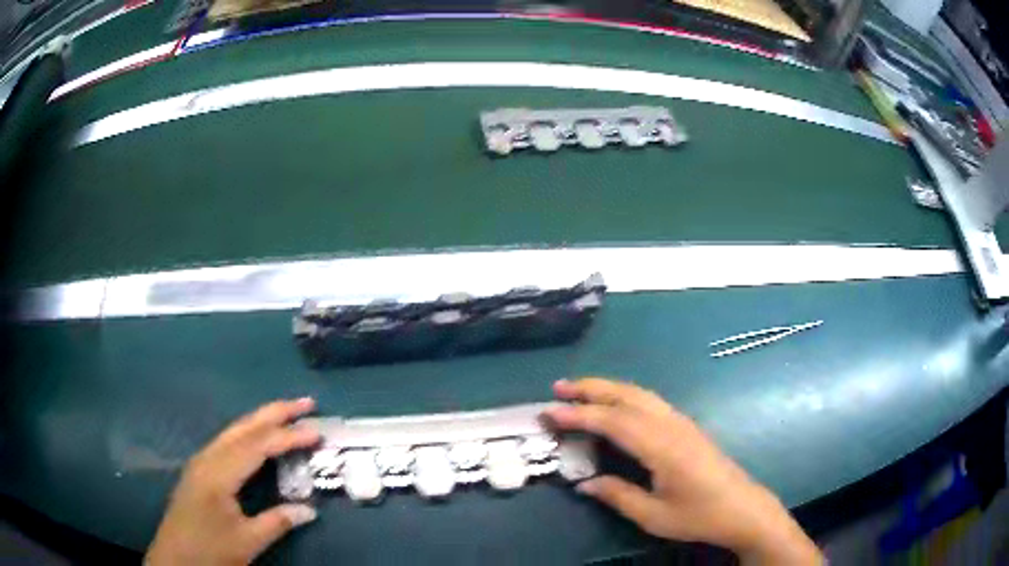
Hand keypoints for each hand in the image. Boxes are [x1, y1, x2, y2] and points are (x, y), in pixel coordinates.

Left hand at [146, 398, 321, 565]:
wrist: (176, 559)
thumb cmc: (210, 549)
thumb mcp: (247, 541)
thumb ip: (278, 522)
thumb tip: (311, 510)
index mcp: (218, 473)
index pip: (257, 446)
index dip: (288, 437)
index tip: (316, 431)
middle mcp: (207, 459)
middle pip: (243, 428)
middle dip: (274, 413)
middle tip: (305, 402)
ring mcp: (201, 463)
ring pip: (233, 432)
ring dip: (261, 420)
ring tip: (287, 414)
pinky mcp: (200, 471)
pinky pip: (227, 443)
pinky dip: (249, 435)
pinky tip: (258, 439)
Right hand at [545, 379, 822, 565]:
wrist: (743, 508)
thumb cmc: (699, 516)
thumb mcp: (654, 516)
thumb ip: (617, 496)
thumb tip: (584, 483)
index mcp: (662, 447)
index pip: (614, 421)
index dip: (580, 415)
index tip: (550, 412)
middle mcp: (672, 425)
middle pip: (627, 396)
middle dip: (591, 389)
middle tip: (558, 388)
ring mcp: (682, 422)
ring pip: (640, 394)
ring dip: (608, 388)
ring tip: (579, 390)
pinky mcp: (687, 427)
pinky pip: (650, 402)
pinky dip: (625, 396)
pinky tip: (615, 405)